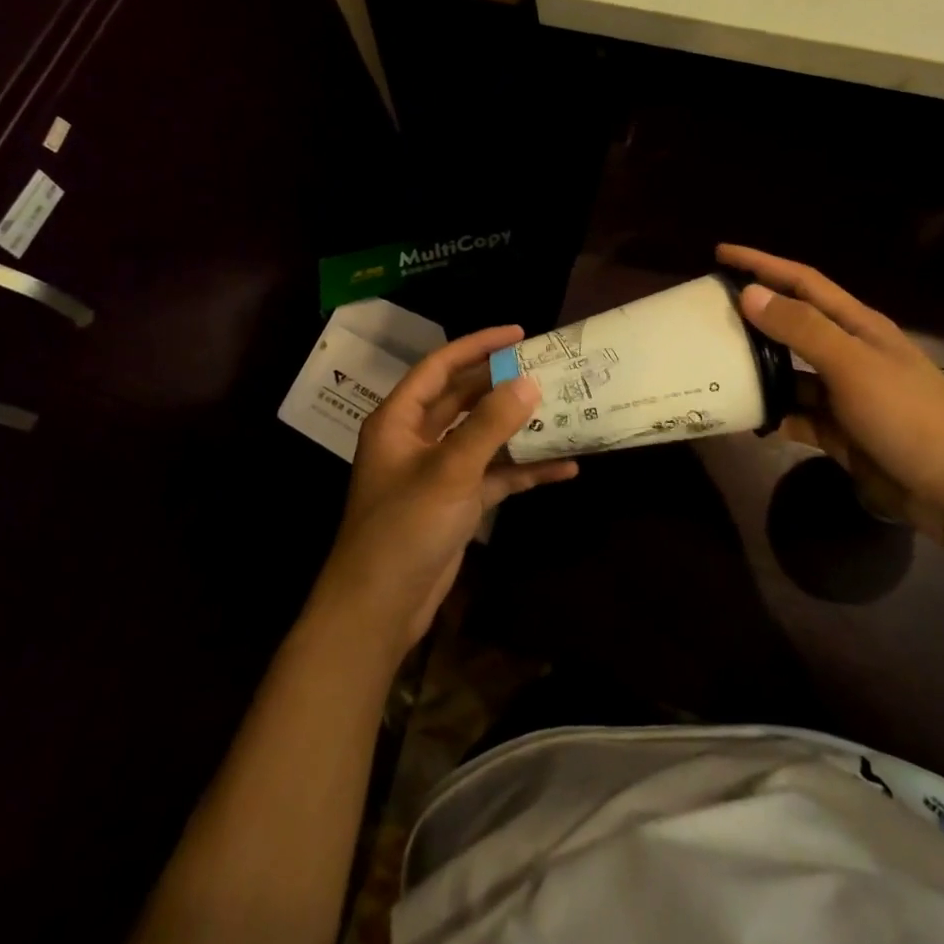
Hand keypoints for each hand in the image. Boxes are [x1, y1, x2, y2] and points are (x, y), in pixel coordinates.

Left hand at [316, 325, 578, 653]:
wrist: (379, 609)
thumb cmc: (404, 527)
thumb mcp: (449, 470)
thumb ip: (489, 424)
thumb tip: (529, 381)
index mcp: (400, 419)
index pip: (441, 366)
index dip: (478, 345)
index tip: (519, 333)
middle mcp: (417, 439)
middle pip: (465, 399)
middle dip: (504, 385)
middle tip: (548, 368)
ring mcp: (439, 472)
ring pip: (484, 437)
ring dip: (519, 427)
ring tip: (564, 410)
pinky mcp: (457, 503)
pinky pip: (495, 475)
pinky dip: (524, 470)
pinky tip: (564, 468)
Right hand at [718, 244, 943, 545]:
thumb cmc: (908, 416)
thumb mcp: (853, 365)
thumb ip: (801, 329)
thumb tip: (749, 293)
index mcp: (857, 326)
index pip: (802, 282)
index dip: (762, 263)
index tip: (720, 254)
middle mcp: (847, 353)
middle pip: (791, 324)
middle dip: (752, 315)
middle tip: (706, 312)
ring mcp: (843, 394)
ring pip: (788, 371)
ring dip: (756, 368)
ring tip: (712, 365)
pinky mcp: (838, 431)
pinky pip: (794, 414)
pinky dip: (771, 414)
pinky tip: (743, 417)